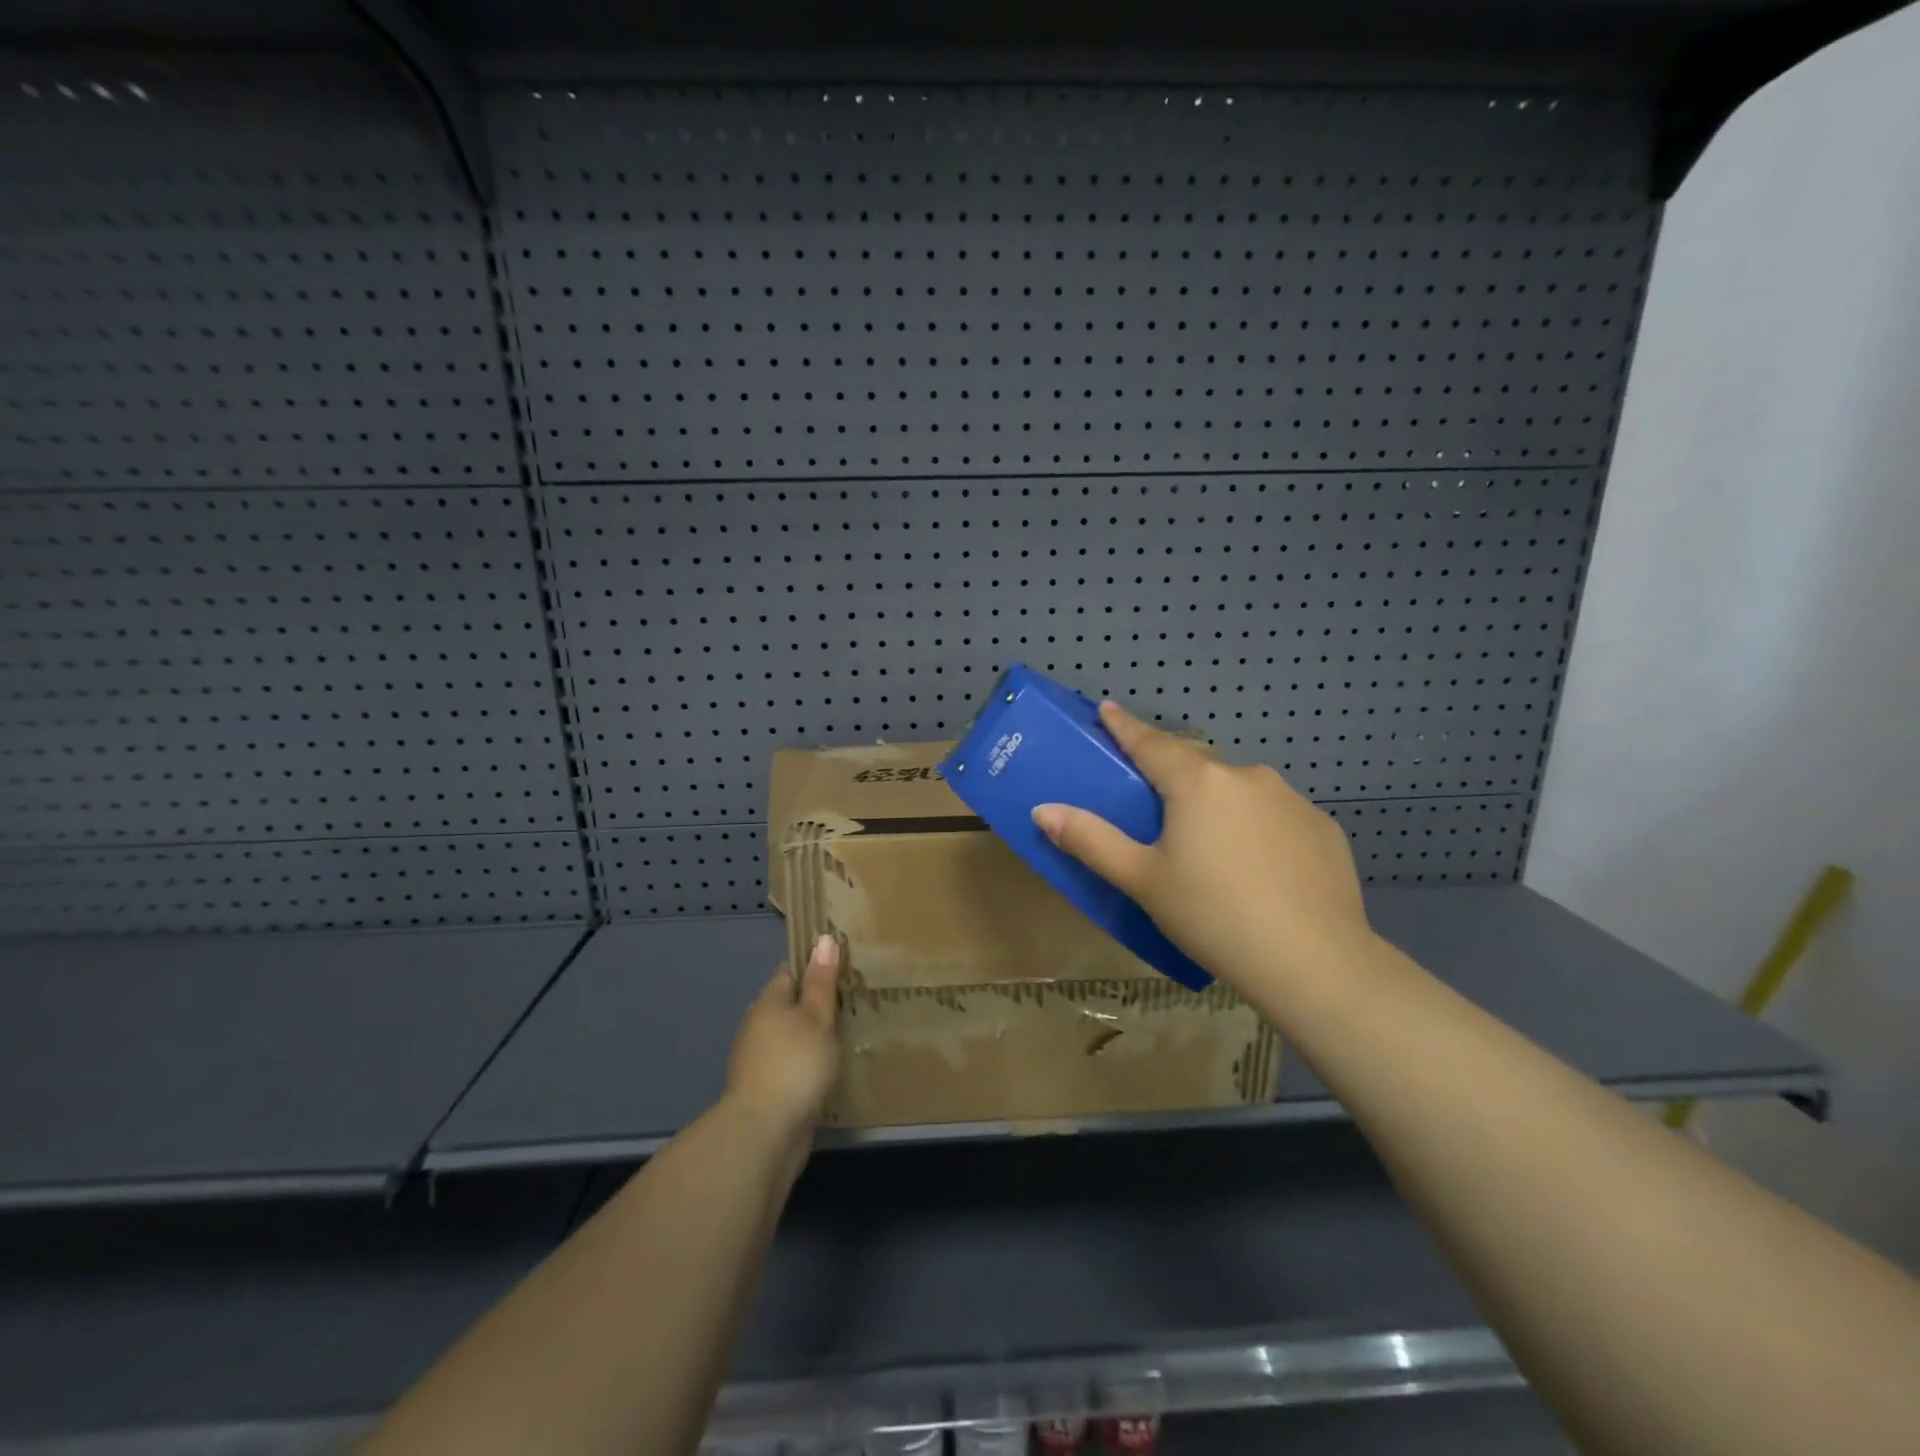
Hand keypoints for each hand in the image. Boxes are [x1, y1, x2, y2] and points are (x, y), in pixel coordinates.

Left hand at [723, 935, 841, 1141]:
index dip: (813, 967)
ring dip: (810, 1037)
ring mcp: (758, 1061)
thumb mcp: (816, 1017)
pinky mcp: (765, 1091)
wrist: (764, 1133)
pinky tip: (827, 1071)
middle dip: (814, 1004)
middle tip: (851, 1002)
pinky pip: (790, 1066)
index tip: (841, 968)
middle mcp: (757, 1027)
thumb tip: (823, 938)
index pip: (790, 972)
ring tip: (845, 1036)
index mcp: (768, 1002)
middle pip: (788, 1006)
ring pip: (789, 1038)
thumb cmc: (795, 1063)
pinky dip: (806, 1065)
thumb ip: (821, 982)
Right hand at [1032, 701, 1373, 1002]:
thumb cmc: (1213, 916)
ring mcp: (1292, 799)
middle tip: (1158, 809)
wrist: (1314, 962)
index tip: (1108, 708)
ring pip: (1240, 792)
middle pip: (1197, 768)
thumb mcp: (1142, 881)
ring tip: (1212, 851)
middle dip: (1174, 778)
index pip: (1150, 742)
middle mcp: (1246, 776)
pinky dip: (1260, 830)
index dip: (1125, 726)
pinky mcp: (1323, 828)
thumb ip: (1091, 841)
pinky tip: (1261, 871)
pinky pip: (1277, 817)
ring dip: (1220, 806)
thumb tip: (1043, 811)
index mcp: (1197, 782)